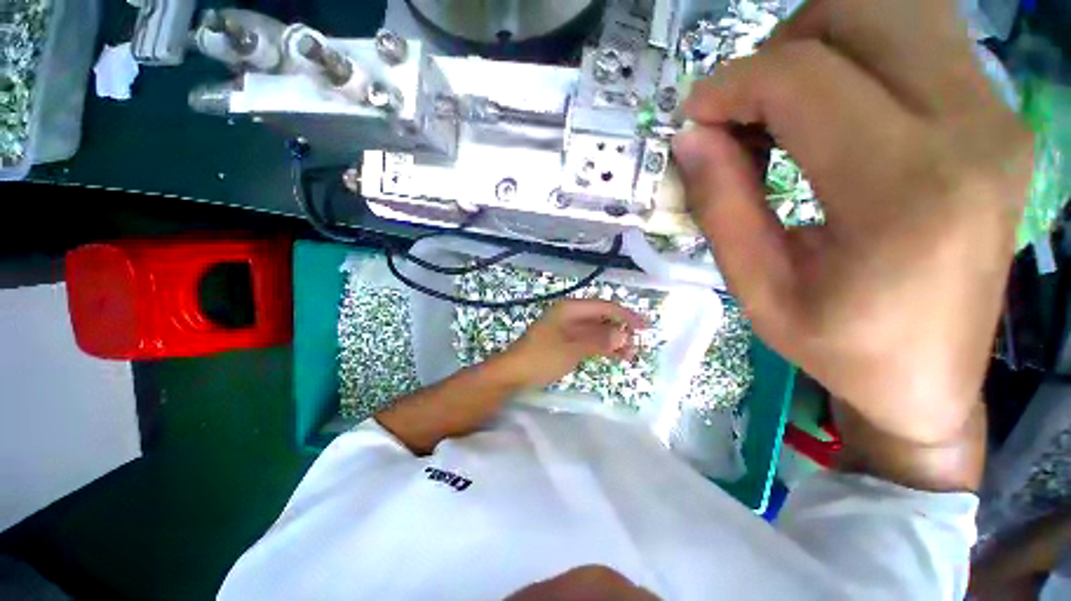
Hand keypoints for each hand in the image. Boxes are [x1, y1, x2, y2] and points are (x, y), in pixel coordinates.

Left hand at [497, 299, 647, 389]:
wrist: (514, 373)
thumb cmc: (541, 357)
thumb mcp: (571, 348)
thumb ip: (598, 340)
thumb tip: (623, 335)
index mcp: (570, 308)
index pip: (604, 307)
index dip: (626, 315)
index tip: (645, 327)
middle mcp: (570, 315)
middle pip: (602, 318)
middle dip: (620, 330)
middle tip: (636, 347)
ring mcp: (568, 329)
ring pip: (597, 330)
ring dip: (613, 341)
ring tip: (629, 356)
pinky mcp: (566, 342)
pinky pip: (590, 341)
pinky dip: (602, 347)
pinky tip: (615, 357)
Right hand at [672, 1, 1031, 462]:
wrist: (930, 377)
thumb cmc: (840, 347)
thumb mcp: (758, 290)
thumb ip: (721, 206)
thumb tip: (690, 137)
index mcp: (905, 191)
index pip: (804, 78)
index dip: (732, 85)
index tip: (693, 119)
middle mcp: (970, 131)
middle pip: (862, 11)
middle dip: (779, 48)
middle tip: (745, 112)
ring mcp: (996, 117)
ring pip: (896, 8)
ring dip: (820, 43)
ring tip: (785, 108)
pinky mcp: (998, 118)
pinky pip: (920, 39)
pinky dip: (858, 54)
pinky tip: (832, 111)